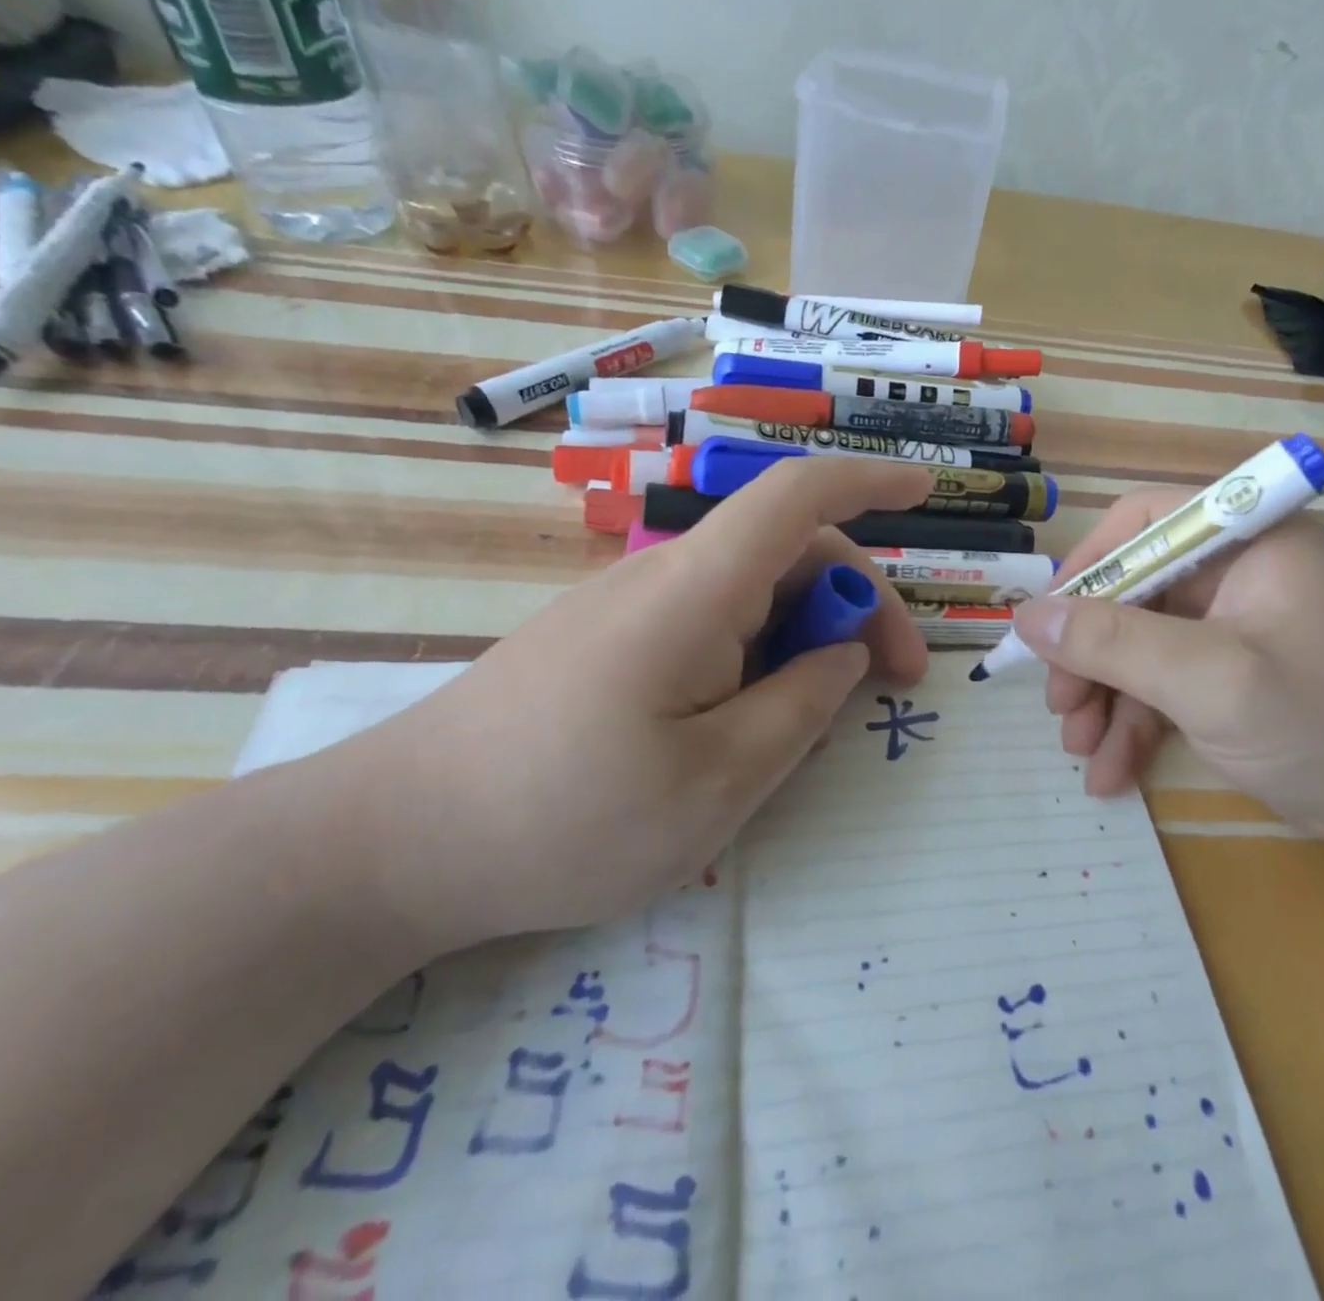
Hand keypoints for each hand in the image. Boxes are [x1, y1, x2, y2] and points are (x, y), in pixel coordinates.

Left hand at [339, 458, 933, 951]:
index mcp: (695, 591)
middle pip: (787, 552)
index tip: (927, 491)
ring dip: (808, 638)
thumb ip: (802, 706)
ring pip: (752, 594)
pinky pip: (711, 625)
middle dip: (858, 605)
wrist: (397, 841)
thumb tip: (844, 653)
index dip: (869, 481)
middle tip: (895, 685)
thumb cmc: (567, 818)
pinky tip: (752, 723)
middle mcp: (664, 577)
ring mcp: (631, 606)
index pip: (795, 497)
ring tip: (821, 722)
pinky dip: (759, 656)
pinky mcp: (609, 640)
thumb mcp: (719, 781)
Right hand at [1011, 490, 1323, 848]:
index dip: (1086, 566)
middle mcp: (1239, 572)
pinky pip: (1166, 682)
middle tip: (1060, 706)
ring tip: (1080, 750)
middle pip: (1134, 591)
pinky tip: (1111, 771)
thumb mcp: (1211, 681)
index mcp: (1248, 541)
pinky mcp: (1235, 673)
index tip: (1047, 623)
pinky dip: (1135, 722)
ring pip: (1142, 643)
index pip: (1144, 522)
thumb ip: (1114, 643)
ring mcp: (1236, 626)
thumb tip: (1027, 615)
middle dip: (1090, 653)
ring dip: (1105, 696)